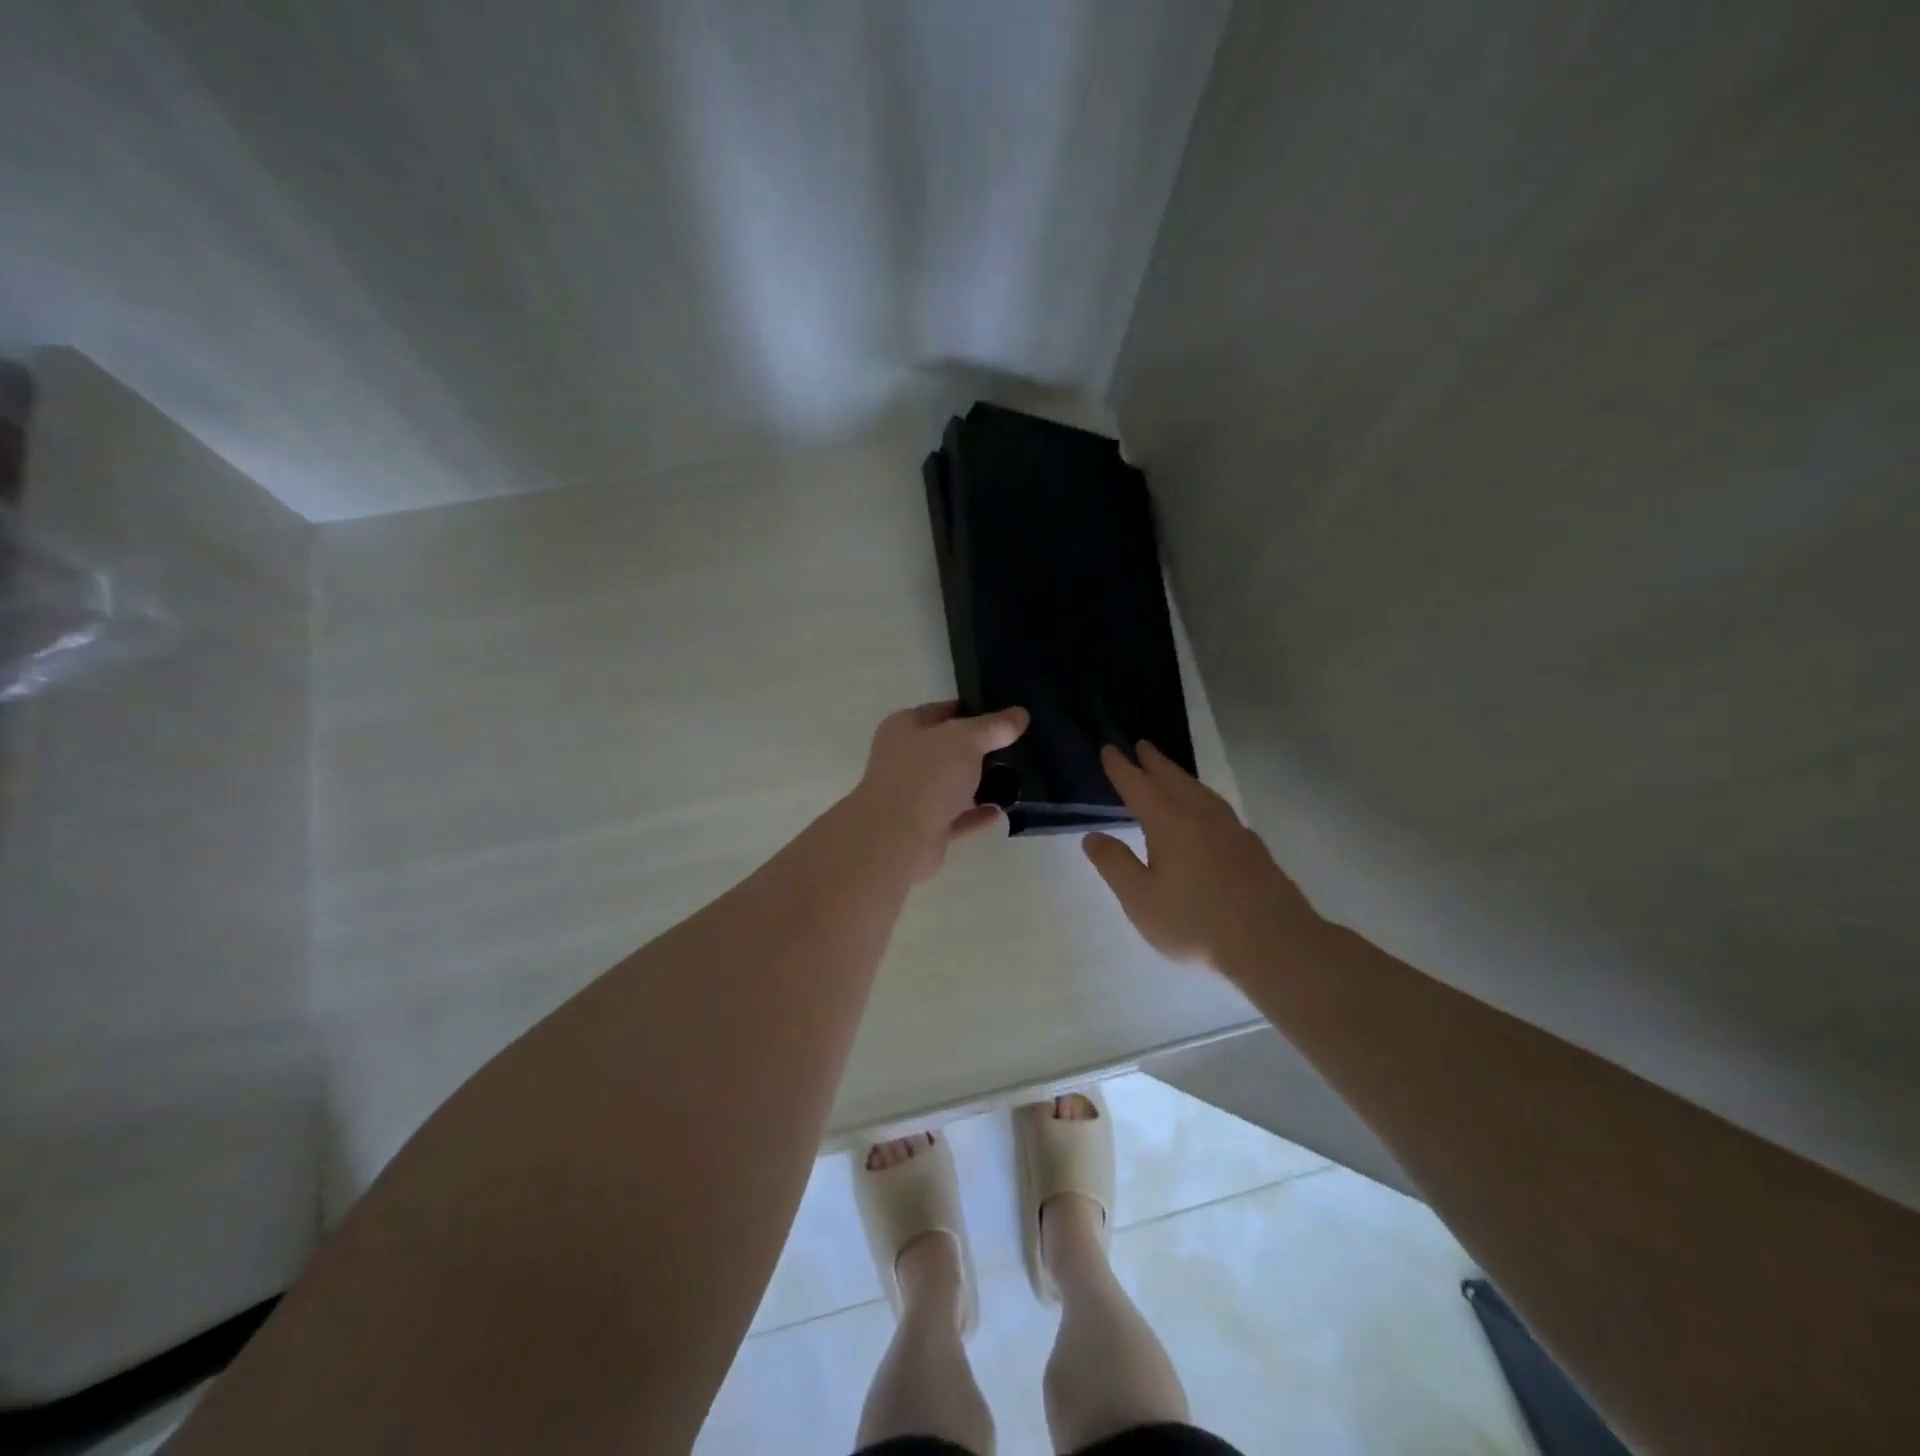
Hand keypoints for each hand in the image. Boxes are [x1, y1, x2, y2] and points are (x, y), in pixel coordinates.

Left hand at [848, 701, 1029, 881]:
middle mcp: (903, 759)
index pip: (941, 711)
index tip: (1004, 714)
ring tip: (1015, 777)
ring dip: (977, 784)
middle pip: (945, 749)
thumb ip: (993, 726)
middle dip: (978, 749)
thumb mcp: (966, 739)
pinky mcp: (924, 829)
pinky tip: (1001, 810)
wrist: (898, 838)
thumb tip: (1020, 714)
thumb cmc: (926, 775)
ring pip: (950, 785)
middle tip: (1015, 745)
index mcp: (904, 728)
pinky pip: (956, 817)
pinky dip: (976, 814)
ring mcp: (912, 796)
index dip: (971, 710)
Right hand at [1083, 741, 1322, 972]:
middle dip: (1155, 763)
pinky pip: (1220, 809)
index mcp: (1170, 825)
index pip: (1139, 787)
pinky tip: (1208, 813)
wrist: (1274, 944)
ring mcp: (1233, 831)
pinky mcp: (1253, 849)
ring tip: (1172, 773)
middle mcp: (1202, 818)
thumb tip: (1093, 836)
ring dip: (1182, 777)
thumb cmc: (1196, 924)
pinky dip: (1204, 798)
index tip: (1109, 749)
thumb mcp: (1141, 900)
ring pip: (1202, 792)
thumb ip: (1115, 865)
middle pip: (1175, 781)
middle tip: (1142, 746)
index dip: (1122, 768)